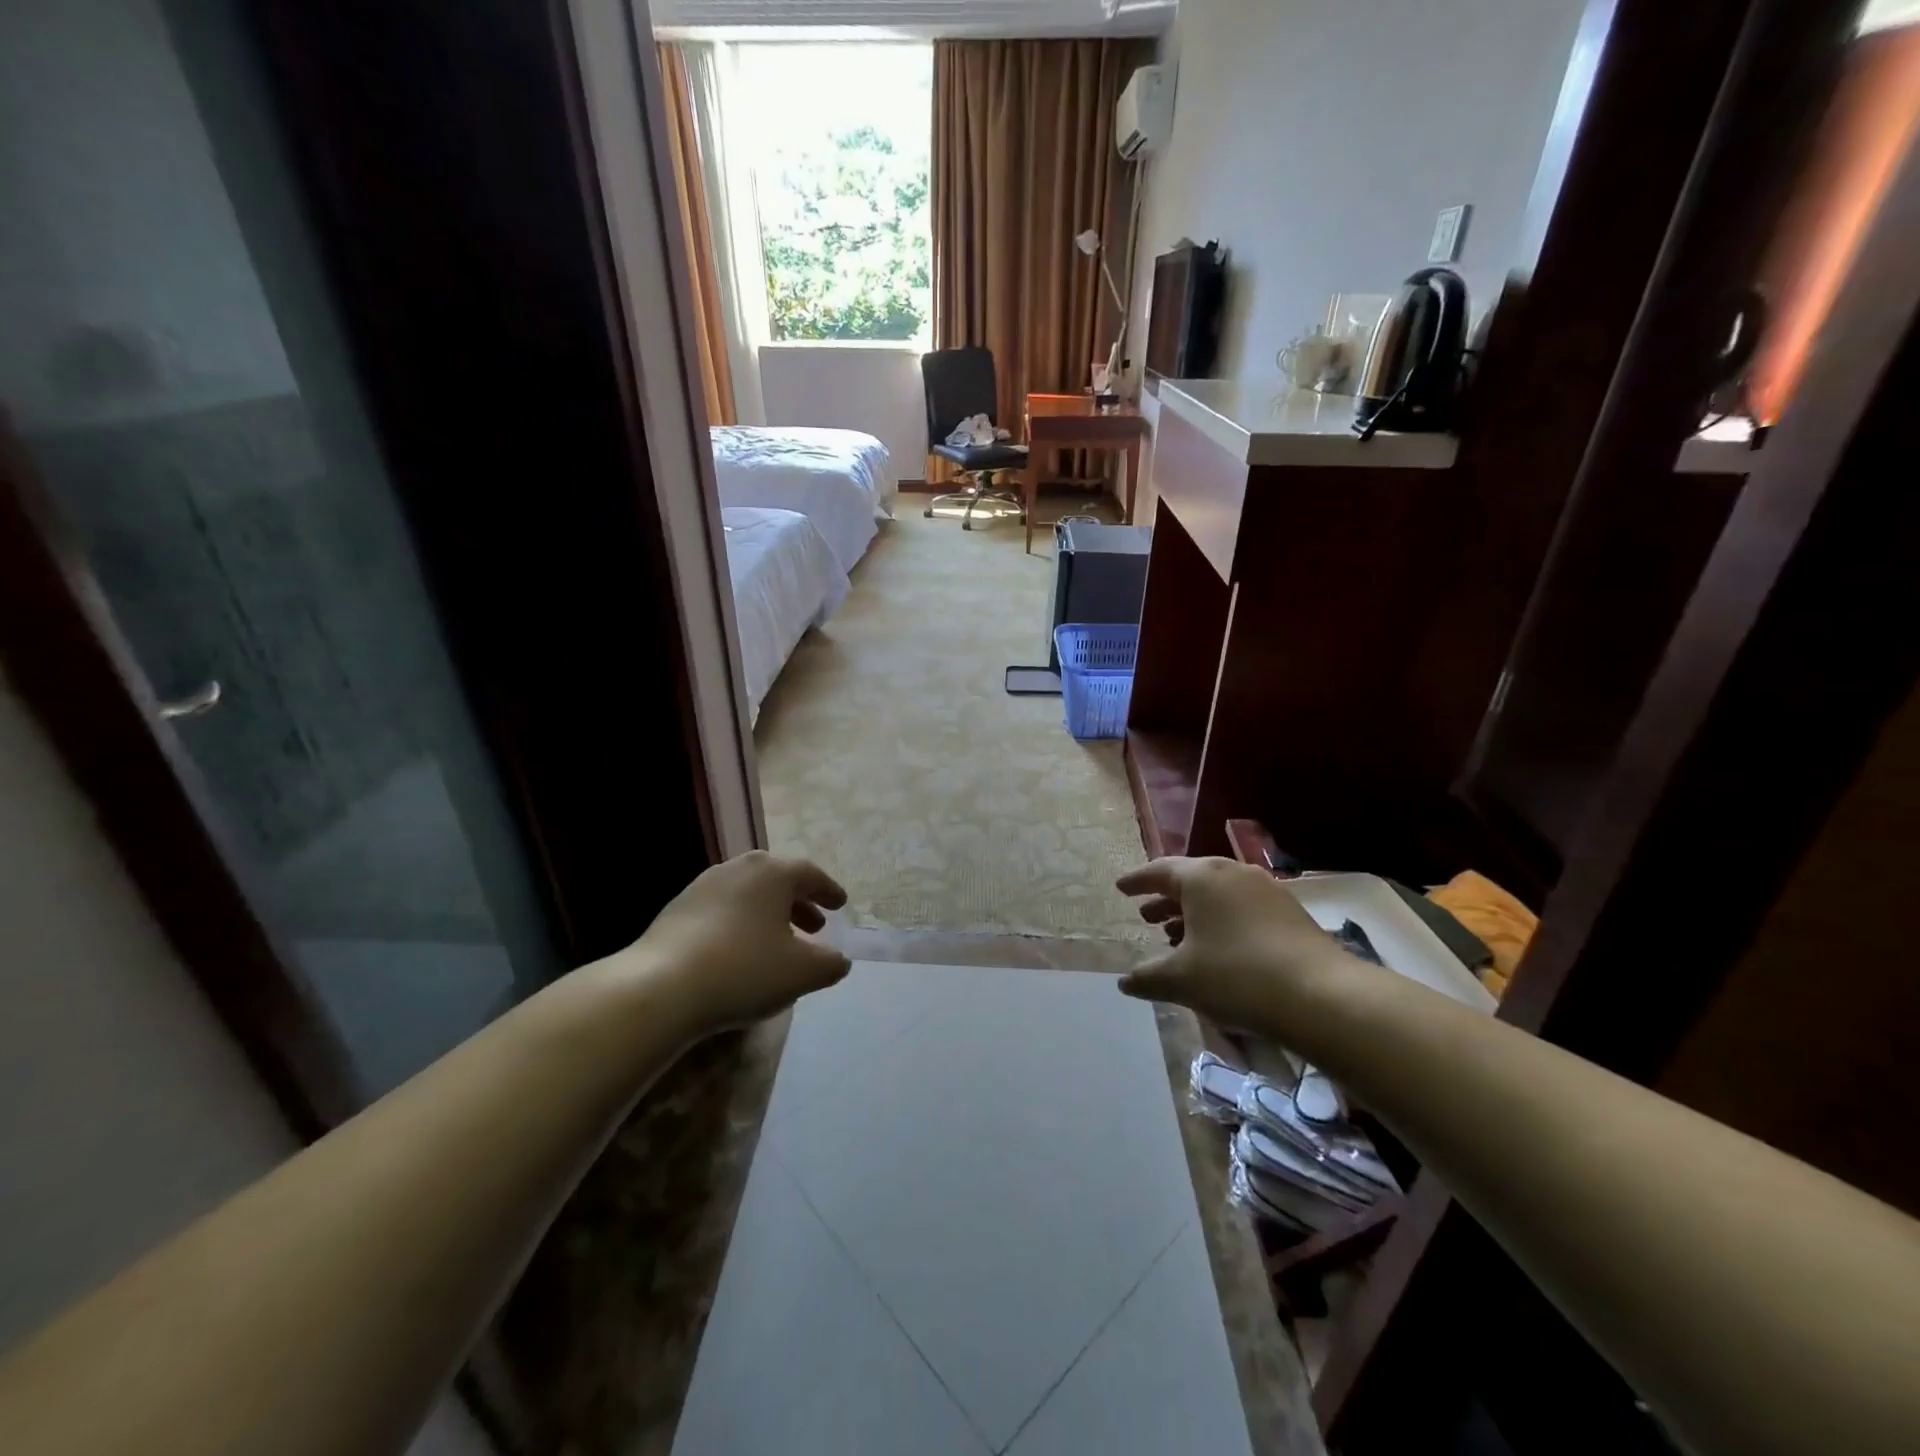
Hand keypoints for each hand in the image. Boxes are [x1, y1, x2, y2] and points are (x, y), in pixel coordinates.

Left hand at [628, 850, 851, 1034]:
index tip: (840, 905)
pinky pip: (722, 910)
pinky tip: (739, 953)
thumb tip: (839, 960)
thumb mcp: (802, 972)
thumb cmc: (744, 970)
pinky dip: (740, 924)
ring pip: (747, 894)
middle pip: (777, 880)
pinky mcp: (676, 910)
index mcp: (773, 873)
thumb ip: (830, 964)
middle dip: (799, 902)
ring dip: (768, 915)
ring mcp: (703, 887)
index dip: (828, 890)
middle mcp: (738, 869)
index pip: (810, 874)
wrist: (660, 987)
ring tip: (778, 943)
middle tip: (815, 926)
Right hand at [1115, 857, 1360, 1034]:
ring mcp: (1265, 889)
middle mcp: (1232, 872)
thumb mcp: (1182, 980)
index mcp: (1201, 877)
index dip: (1137, 881)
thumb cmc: (1237, 976)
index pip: (1159, 871)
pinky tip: (1217, 948)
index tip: (1121, 888)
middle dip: (1165, 898)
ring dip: (1194, 912)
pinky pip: (1241, 906)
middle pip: (1190, 879)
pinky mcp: (1289, 911)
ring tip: (1177, 936)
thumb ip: (1148, 978)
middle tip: (1146, 916)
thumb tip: (1125, 982)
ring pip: (1218, 894)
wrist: (1321, 995)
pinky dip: (1221, 920)